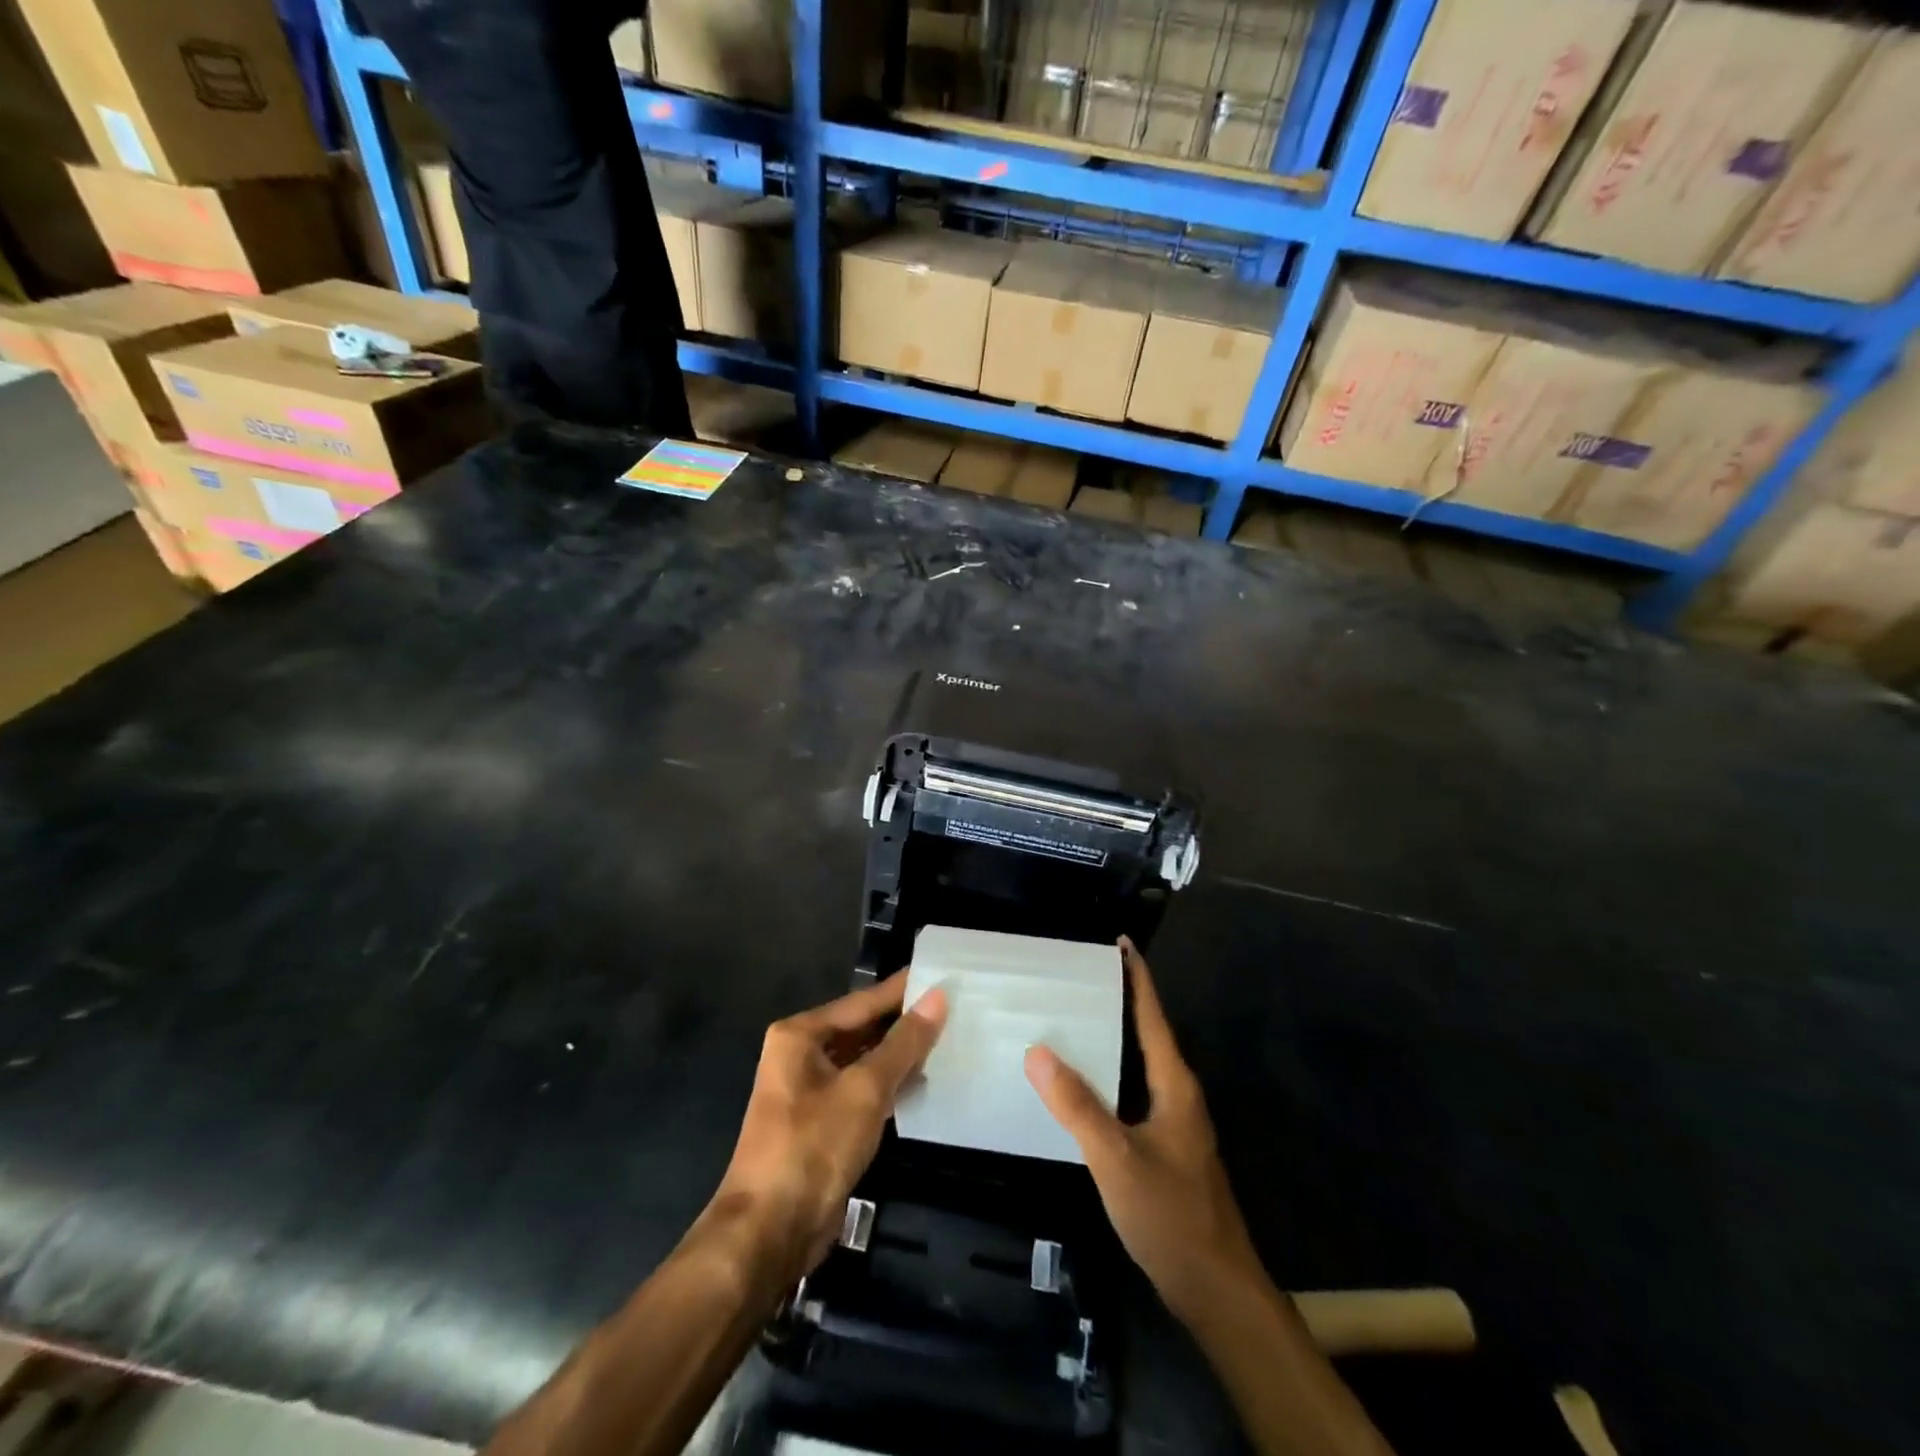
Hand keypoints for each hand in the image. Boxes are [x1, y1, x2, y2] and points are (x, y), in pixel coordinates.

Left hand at [713, 972, 947, 1279]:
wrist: (769, 1233)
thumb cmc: (813, 1147)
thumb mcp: (865, 1089)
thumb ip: (903, 1042)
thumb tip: (938, 997)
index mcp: (800, 1035)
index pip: (863, 1002)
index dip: (903, 989)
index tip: (942, 973)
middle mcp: (800, 1055)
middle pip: (862, 1029)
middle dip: (904, 1022)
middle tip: (955, 1007)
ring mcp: (809, 1091)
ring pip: (863, 1061)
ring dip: (900, 1055)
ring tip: (950, 1038)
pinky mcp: (821, 1124)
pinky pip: (861, 1090)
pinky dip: (889, 1085)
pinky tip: (924, 1082)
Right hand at [1024, 939, 1264, 1324]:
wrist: (1215, 1290)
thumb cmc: (1171, 1215)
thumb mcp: (1116, 1158)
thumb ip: (1077, 1105)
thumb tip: (1037, 1050)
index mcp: (1174, 1085)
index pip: (1153, 1016)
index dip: (1137, 977)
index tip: (1119, 942)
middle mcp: (1177, 1094)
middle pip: (1146, 1034)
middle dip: (1117, 1001)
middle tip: (1075, 976)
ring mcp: (1172, 1123)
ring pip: (1138, 1065)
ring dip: (1110, 1038)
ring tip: (1069, 1019)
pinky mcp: (1163, 1147)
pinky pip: (1130, 1093)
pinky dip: (1107, 1076)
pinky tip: (1079, 1085)